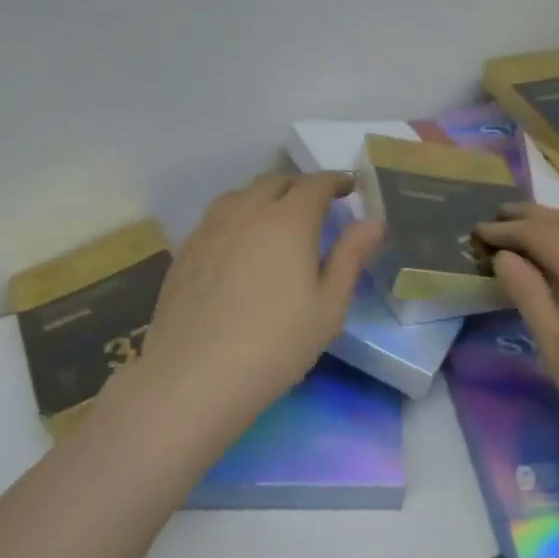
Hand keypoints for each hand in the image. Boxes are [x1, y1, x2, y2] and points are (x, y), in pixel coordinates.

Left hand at [108, 172, 382, 449]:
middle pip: (275, 182)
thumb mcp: (328, 307)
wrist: (194, 376)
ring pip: (242, 195)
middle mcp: (246, 212)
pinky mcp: (186, 250)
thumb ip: (350, 257)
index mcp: (288, 221)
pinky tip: (241, 243)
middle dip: (301, 186)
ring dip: (266, 196)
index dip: (336, 181)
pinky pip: (218, 216)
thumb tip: (372, 222)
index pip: (316, 184)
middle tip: (318, 204)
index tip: (349, 187)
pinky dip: (239, 215)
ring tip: (278, 218)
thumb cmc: (276, 344)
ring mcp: (210, 228)